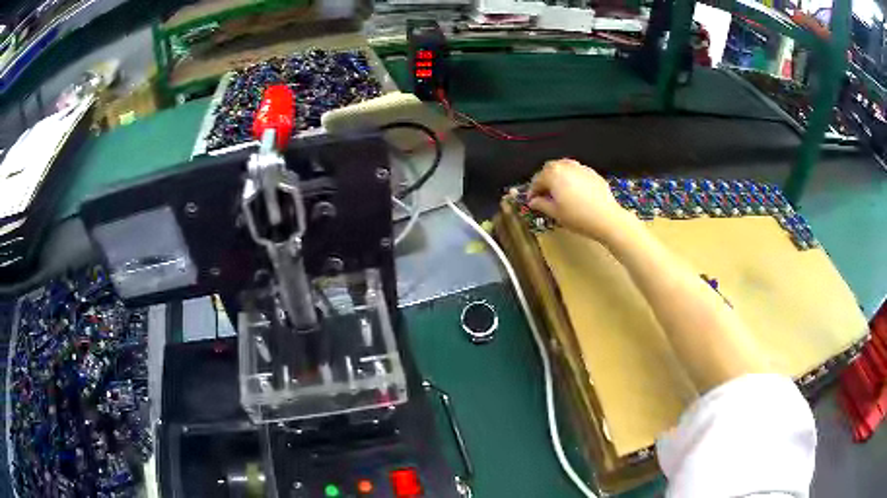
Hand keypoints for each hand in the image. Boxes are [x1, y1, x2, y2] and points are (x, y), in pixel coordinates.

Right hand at [527, 159, 636, 241]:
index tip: (531, 201)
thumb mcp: (556, 213)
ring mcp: (580, 167)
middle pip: (549, 169)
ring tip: (558, 192)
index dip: (532, 191)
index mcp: (553, 174)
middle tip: (543, 195)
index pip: (537, 180)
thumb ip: (541, 204)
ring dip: (557, 177)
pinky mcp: (592, 173)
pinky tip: (574, 191)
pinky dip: (571, 178)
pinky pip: (576, 172)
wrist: (606, 218)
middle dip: (544, 180)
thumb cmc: (579, 216)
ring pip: (563, 168)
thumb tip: (533, 201)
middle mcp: (566, 166)